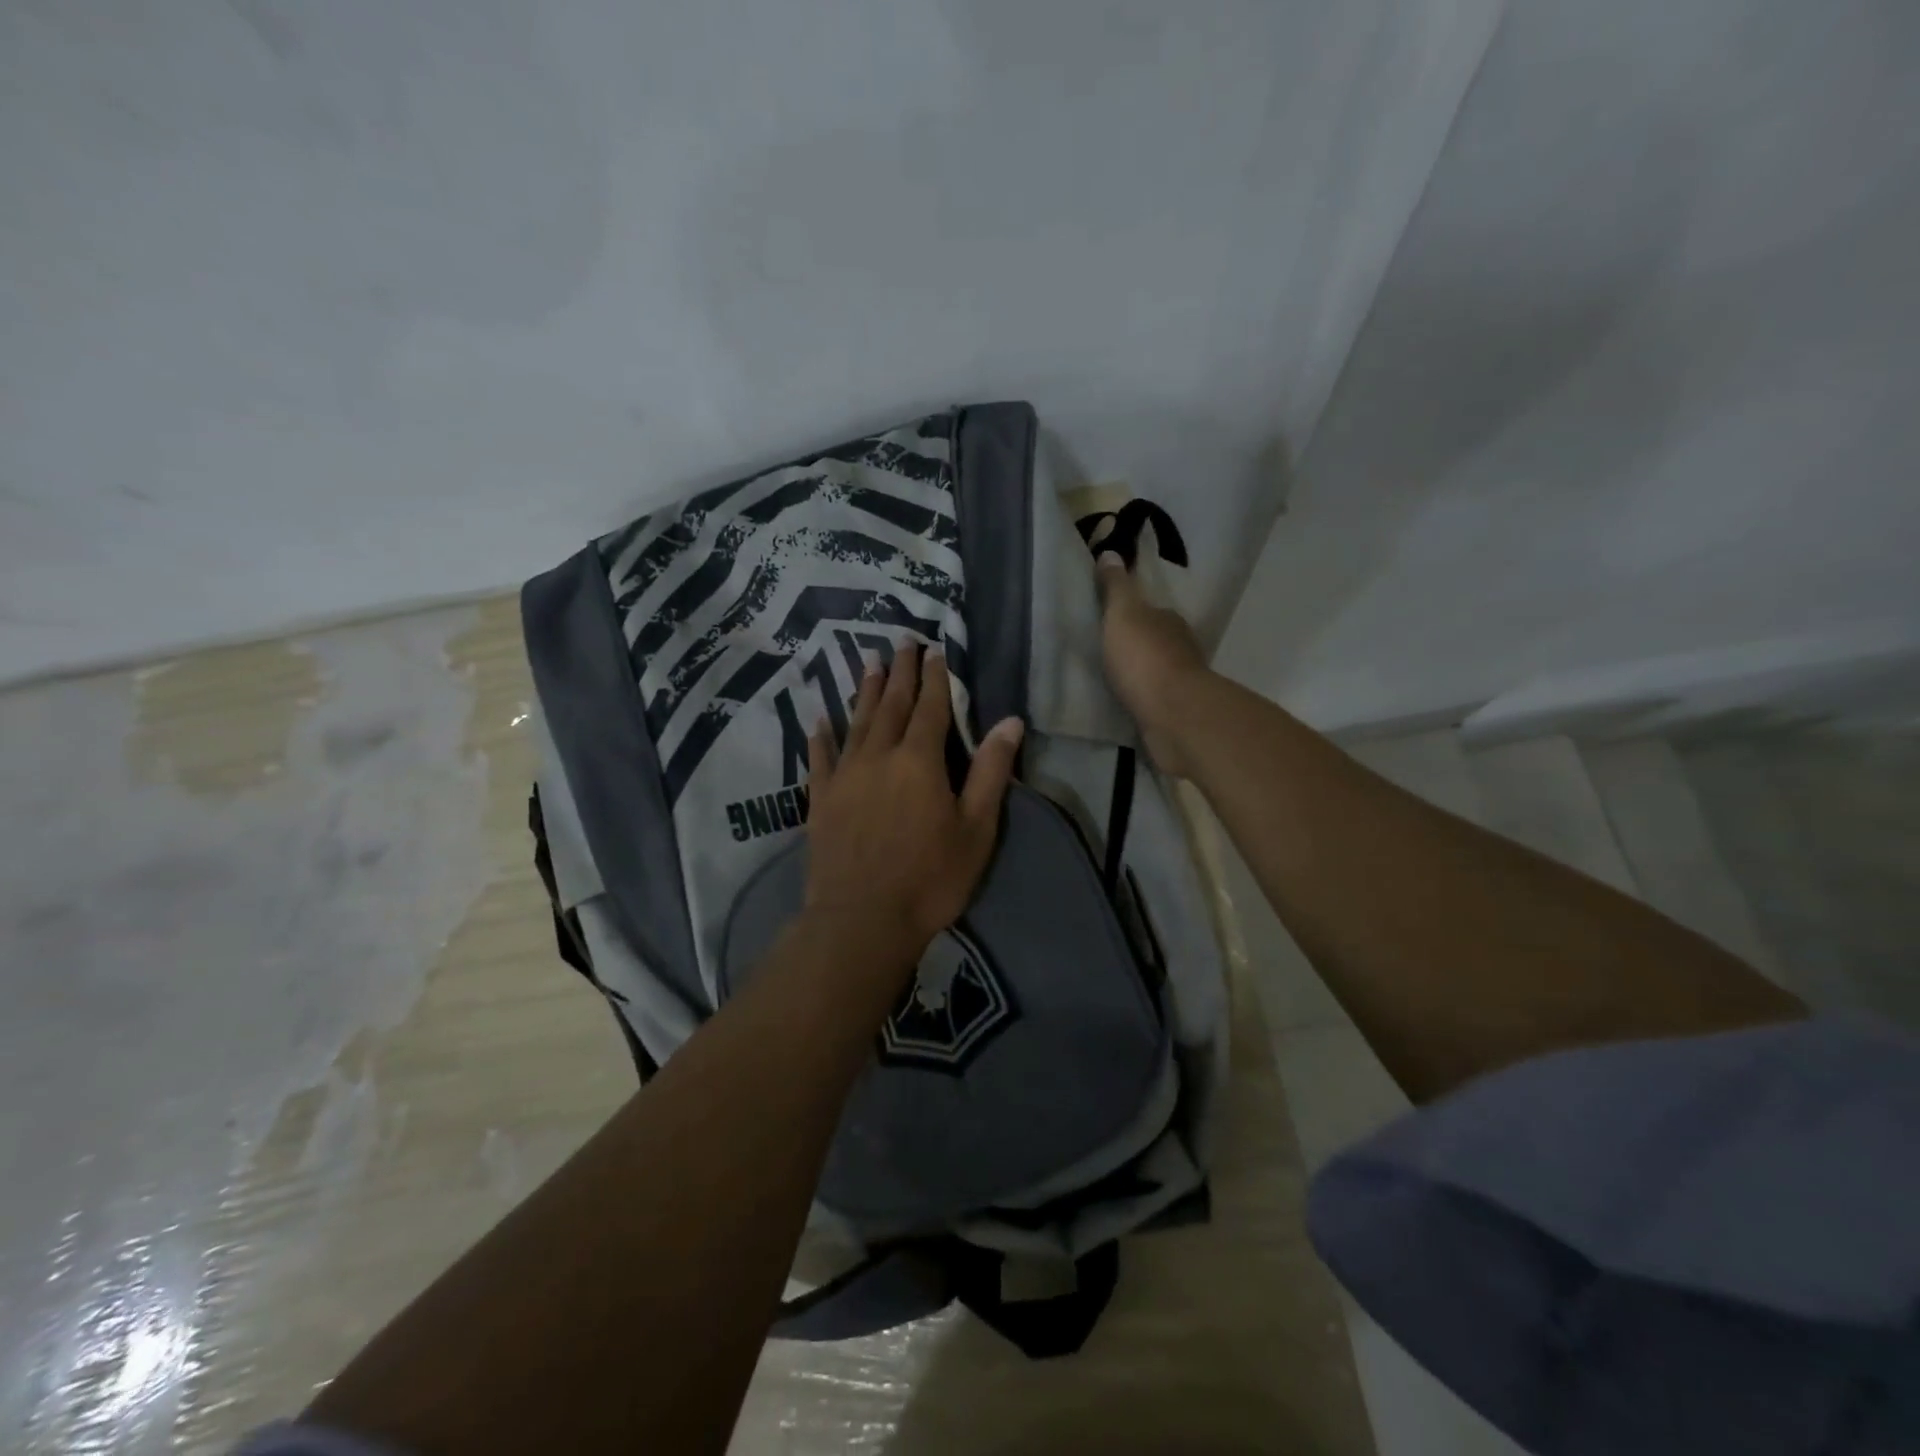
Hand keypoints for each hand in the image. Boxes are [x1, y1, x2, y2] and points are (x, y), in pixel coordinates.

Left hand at [804, 642, 1023, 964]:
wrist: (862, 920)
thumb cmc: (930, 878)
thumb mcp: (976, 829)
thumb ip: (990, 772)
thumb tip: (1011, 722)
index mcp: (920, 761)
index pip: (930, 708)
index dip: (935, 678)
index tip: (935, 651)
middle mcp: (879, 757)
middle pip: (891, 705)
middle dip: (900, 672)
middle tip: (902, 641)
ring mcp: (845, 777)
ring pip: (856, 723)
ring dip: (865, 692)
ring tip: (869, 663)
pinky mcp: (821, 801)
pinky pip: (820, 759)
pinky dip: (821, 738)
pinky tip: (819, 721)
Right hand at [1094, 552, 1209, 776]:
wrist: (1173, 715)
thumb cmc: (1145, 658)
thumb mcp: (1123, 614)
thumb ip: (1116, 587)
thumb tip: (1111, 553)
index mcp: (1169, 621)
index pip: (1151, 612)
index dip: (1132, 615)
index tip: (1111, 622)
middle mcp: (1181, 648)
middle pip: (1155, 642)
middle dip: (1136, 646)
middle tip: (1107, 653)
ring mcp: (1182, 682)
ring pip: (1156, 672)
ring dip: (1140, 675)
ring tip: (1111, 681)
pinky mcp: (1177, 713)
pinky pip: (1154, 700)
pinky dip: (1142, 700)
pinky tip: (1126, 704)